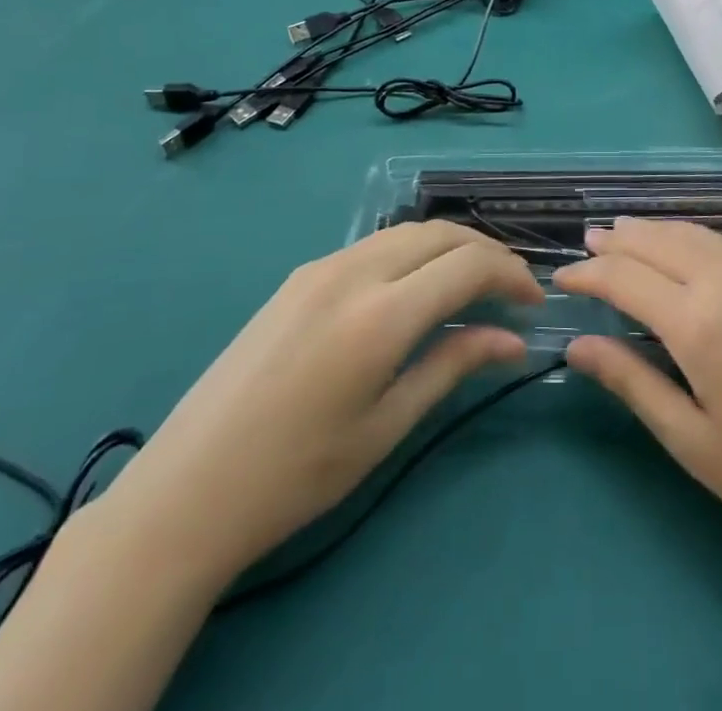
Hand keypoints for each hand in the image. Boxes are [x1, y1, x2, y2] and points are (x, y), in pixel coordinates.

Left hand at [100, 222, 542, 590]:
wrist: (188, 489)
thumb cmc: (296, 474)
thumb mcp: (386, 426)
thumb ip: (452, 366)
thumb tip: (512, 340)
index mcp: (379, 315)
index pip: (467, 265)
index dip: (511, 275)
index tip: (533, 303)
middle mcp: (353, 271)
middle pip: (440, 233)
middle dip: (487, 252)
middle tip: (512, 289)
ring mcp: (321, 266)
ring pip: (407, 231)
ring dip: (450, 247)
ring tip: (473, 285)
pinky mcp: (300, 275)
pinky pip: (374, 245)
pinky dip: (413, 253)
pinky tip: (418, 288)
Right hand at [553, 219, 721, 569]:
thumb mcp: (691, 440)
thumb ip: (631, 382)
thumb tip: (577, 345)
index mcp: (698, 322)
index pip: (625, 277)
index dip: (589, 273)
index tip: (563, 277)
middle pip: (660, 242)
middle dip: (619, 240)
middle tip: (590, 239)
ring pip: (698, 235)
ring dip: (657, 231)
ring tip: (629, 232)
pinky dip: (699, 240)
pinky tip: (691, 250)